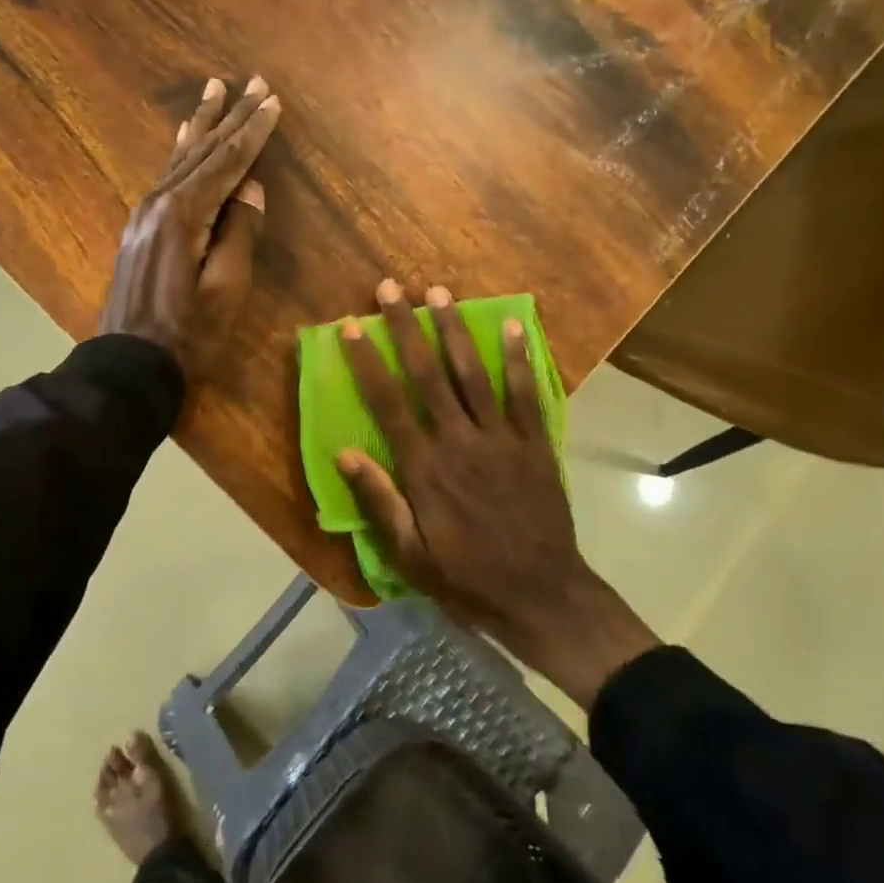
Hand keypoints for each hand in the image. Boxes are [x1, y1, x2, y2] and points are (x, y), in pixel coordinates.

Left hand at [99, 77, 280, 381]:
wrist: (130, 362)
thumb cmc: (188, 333)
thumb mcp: (226, 288)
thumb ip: (240, 233)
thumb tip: (252, 189)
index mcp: (183, 214)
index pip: (227, 163)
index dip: (253, 133)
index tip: (273, 101)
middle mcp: (159, 202)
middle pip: (202, 151)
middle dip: (230, 116)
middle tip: (253, 82)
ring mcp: (144, 213)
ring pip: (180, 158)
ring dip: (203, 124)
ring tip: (216, 89)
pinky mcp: (140, 228)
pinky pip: (166, 176)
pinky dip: (181, 152)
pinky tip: (184, 138)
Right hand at [336, 280, 659, 708]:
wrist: (541, 594)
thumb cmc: (466, 578)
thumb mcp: (410, 554)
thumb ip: (378, 501)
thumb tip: (342, 452)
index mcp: (425, 468)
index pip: (388, 403)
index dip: (367, 362)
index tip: (351, 327)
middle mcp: (460, 441)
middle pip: (429, 374)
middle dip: (407, 328)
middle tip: (392, 288)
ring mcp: (501, 438)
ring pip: (473, 373)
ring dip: (455, 330)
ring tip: (439, 292)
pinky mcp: (534, 443)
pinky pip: (525, 393)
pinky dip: (518, 358)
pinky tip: (512, 325)